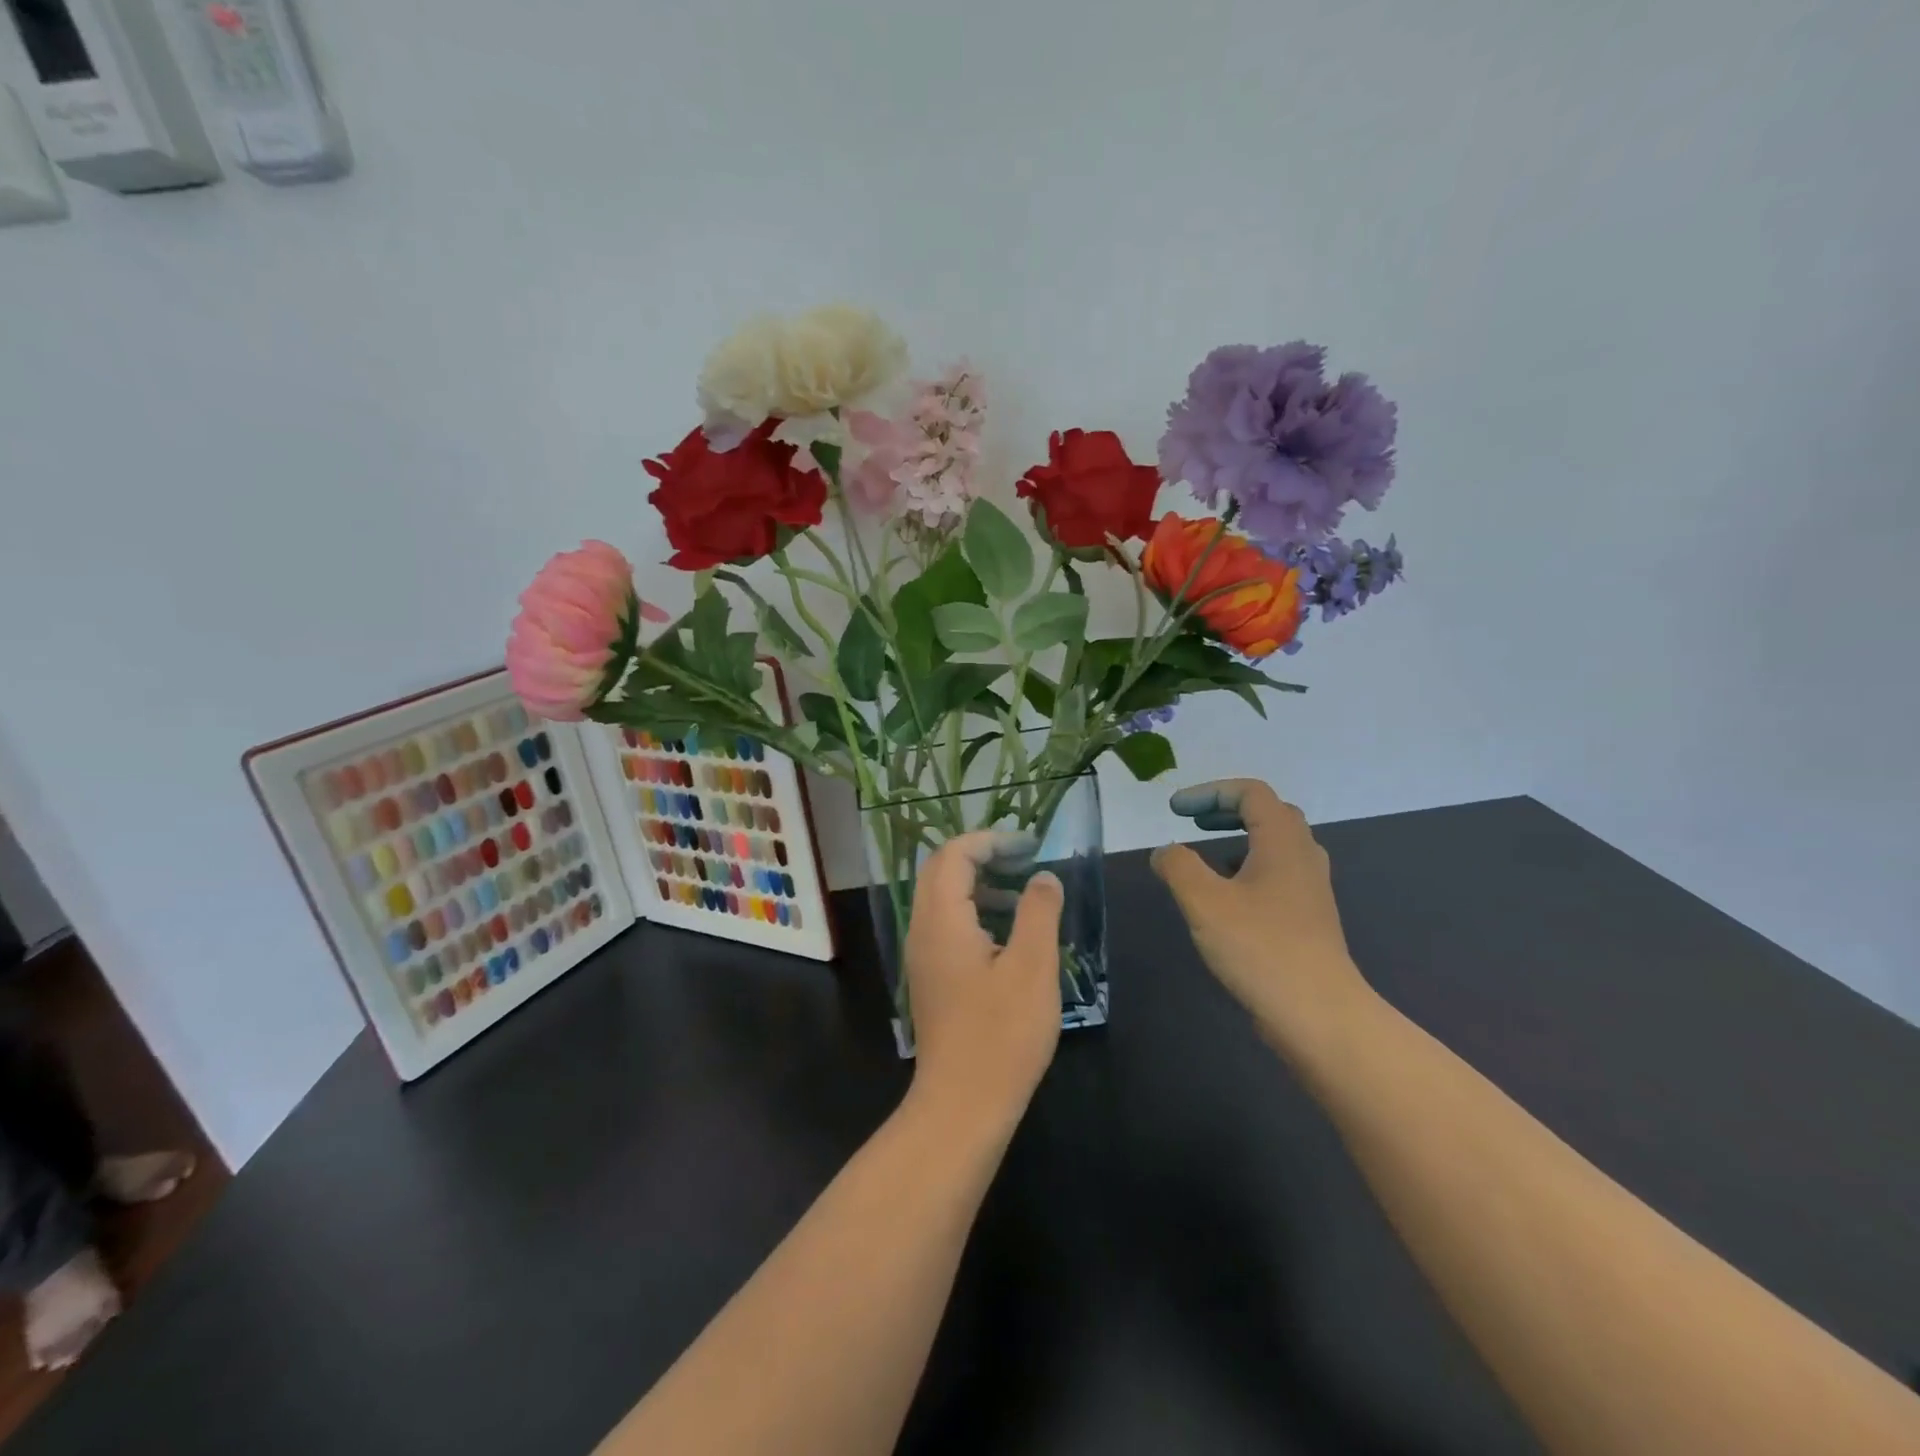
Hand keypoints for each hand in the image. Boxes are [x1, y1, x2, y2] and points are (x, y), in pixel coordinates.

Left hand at [904, 832, 1064, 1131]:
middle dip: (983, 855)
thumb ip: (1038, 912)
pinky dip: (976, 912)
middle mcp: (923, 929)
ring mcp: (923, 955)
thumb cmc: (1001, 1034)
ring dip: (980, 884)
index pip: (954, 854)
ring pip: (943, 898)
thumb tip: (1043, 876)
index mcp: (942, 920)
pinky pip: (947, 925)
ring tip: (1024, 893)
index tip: (1029, 844)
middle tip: (1025, 858)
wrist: (962, 1105)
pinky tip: (1010, 934)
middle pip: (942, 871)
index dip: (990, 840)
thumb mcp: (1032, 967)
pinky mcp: (932, 977)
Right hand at [1151, 779, 1377, 1059]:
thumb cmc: (1260, 948)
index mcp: (1282, 842)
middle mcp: (1303, 857)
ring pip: (1277, 845)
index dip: (1209, 791)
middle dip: (1226, 809)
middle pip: (1270, 813)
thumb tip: (1165, 852)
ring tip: (1207, 855)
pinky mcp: (1309, 918)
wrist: (1319, 1014)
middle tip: (1192, 822)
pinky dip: (1249, 868)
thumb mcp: (1204, 902)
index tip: (1175, 810)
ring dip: (1239, 838)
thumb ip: (1178, 866)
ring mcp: (1311, 890)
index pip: (1251, 792)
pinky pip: (1278, 874)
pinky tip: (1227, 898)